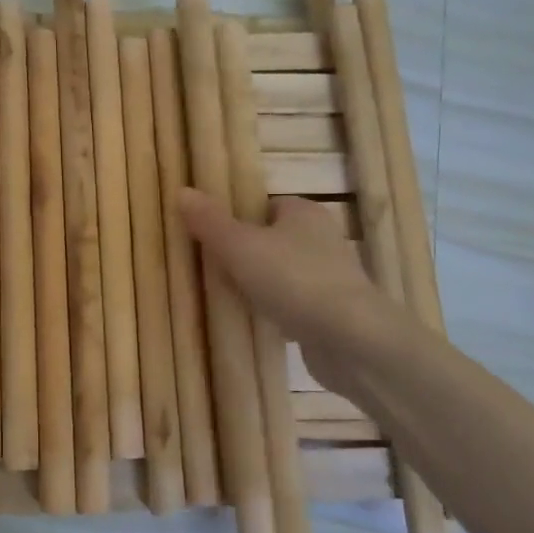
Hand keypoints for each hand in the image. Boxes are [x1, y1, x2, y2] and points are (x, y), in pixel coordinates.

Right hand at [178, 188, 395, 395]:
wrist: (351, 341)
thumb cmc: (293, 280)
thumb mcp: (239, 246)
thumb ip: (210, 221)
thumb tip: (182, 191)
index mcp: (304, 212)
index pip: (265, 205)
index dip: (237, 218)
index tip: (210, 236)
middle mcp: (323, 238)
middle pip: (272, 239)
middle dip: (245, 253)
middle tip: (212, 268)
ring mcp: (331, 277)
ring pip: (283, 273)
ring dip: (260, 284)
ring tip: (228, 297)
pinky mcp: (334, 312)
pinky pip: (294, 303)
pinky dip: (276, 310)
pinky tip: (257, 322)